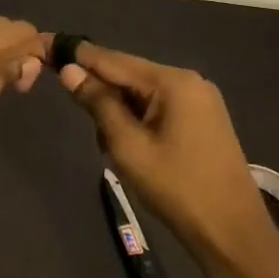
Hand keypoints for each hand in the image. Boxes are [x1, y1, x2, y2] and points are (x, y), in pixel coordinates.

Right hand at [54, 41, 278, 262]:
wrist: (231, 231)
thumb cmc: (175, 186)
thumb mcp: (127, 145)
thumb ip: (98, 103)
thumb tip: (69, 70)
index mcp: (172, 82)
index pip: (113, 59)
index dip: (78, 55)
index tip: (47, 46)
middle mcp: (188, 81)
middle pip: (128, 73)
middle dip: (98, 89)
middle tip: (74, 110)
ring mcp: (199, 99)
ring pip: (140, 92)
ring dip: (116, 108)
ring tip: (107, 143)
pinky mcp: (201, 118)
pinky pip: (156, 105)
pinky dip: (135, 117)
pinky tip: (127, 142)